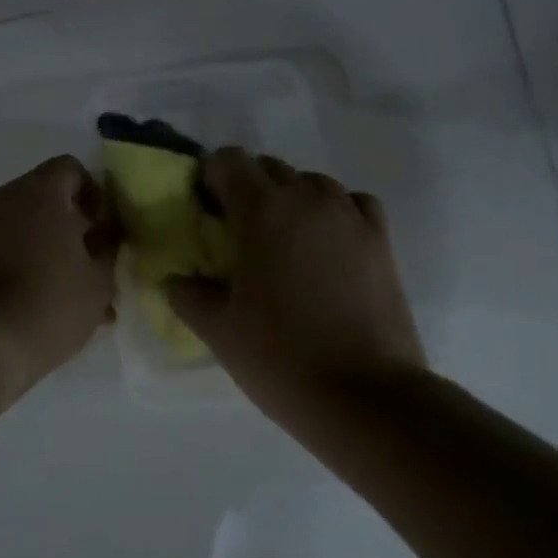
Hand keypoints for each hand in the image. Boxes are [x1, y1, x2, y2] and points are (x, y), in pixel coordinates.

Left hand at [0, 156, 117, 396]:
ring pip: (17, 229)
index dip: (93, 195)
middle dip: (67, 229)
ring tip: (62, 299)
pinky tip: (31, 308)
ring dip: (41, 252)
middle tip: (86, 268)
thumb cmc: (48, 304)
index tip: (101, 233)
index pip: (70, 169)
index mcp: (37, 191)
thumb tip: (101, 236)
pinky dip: (13, 267)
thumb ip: (106, 248)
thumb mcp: (98, 281)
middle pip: (41, 200)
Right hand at [168, 148, 425, 403]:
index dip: (210, 177)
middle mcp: (308, 199)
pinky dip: (334, 211)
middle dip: (247, 188)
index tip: (204, 210)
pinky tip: (325, 244)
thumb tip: (176, 278)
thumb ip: (186, 293)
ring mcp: (350, 217)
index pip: (229, 160)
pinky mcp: (381, 241)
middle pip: (269, 168)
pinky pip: (352, 203)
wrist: (365, 396)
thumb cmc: (280, 357)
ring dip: (290, 199)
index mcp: (262, 211)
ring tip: (281, 242)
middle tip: (235, 232)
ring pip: (312, 183)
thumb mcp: (216, 329)